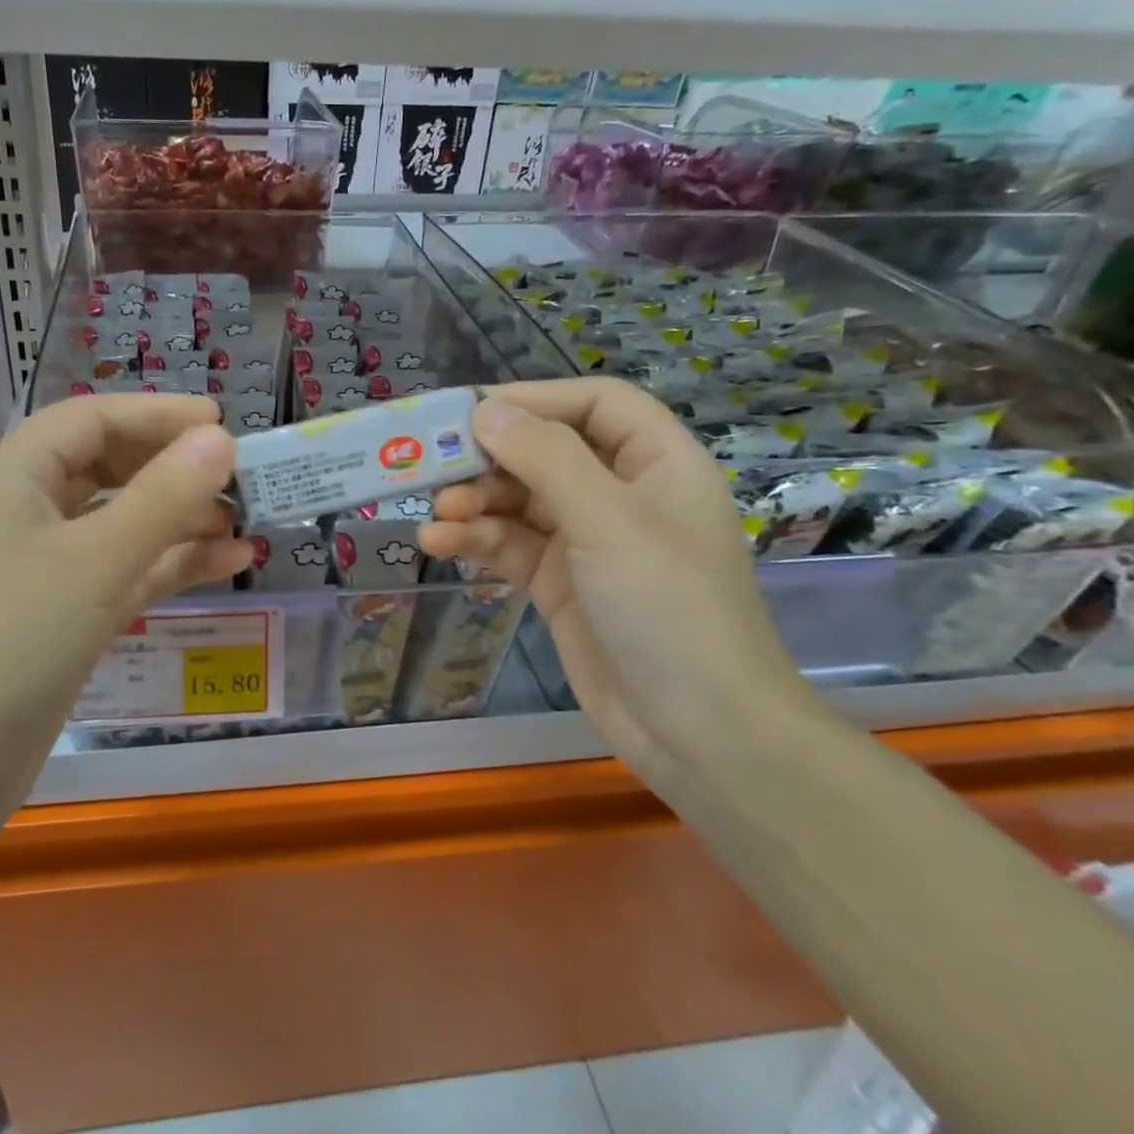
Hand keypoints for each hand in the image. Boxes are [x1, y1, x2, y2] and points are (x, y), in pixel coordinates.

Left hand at [0, 394, 251, 820]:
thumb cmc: (10, 642)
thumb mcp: (95, 562)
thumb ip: (163, 497)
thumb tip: (221, 439)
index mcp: (14, 479)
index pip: (91, 420)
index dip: (156, 414)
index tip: (221, 422)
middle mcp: (26, 514)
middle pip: (107, 468)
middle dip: (172, 468)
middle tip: (238, 474)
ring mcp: (44, 570)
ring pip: (121, 523)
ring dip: (180, 518)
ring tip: (245, 520)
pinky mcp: (62, 618)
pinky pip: (124, 573)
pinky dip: (171, 565)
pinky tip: (228, 563)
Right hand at [420, 380, 816, 786]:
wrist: (700, 735)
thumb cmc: (668, 608)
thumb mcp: (608, 521)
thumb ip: (545, 458)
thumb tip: (486, 410)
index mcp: (657, 464)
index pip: (596, 404)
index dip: (537, 398)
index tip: (473, 409)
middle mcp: (621, 495)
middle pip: (546, 451)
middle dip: (491, 457)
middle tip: (433, 464)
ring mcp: (587, 542)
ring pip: (520, 501)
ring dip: (475, 502)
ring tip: (436, 513)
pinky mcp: (559, 584)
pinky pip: (510, 545)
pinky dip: (475, 539)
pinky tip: (439, 542)